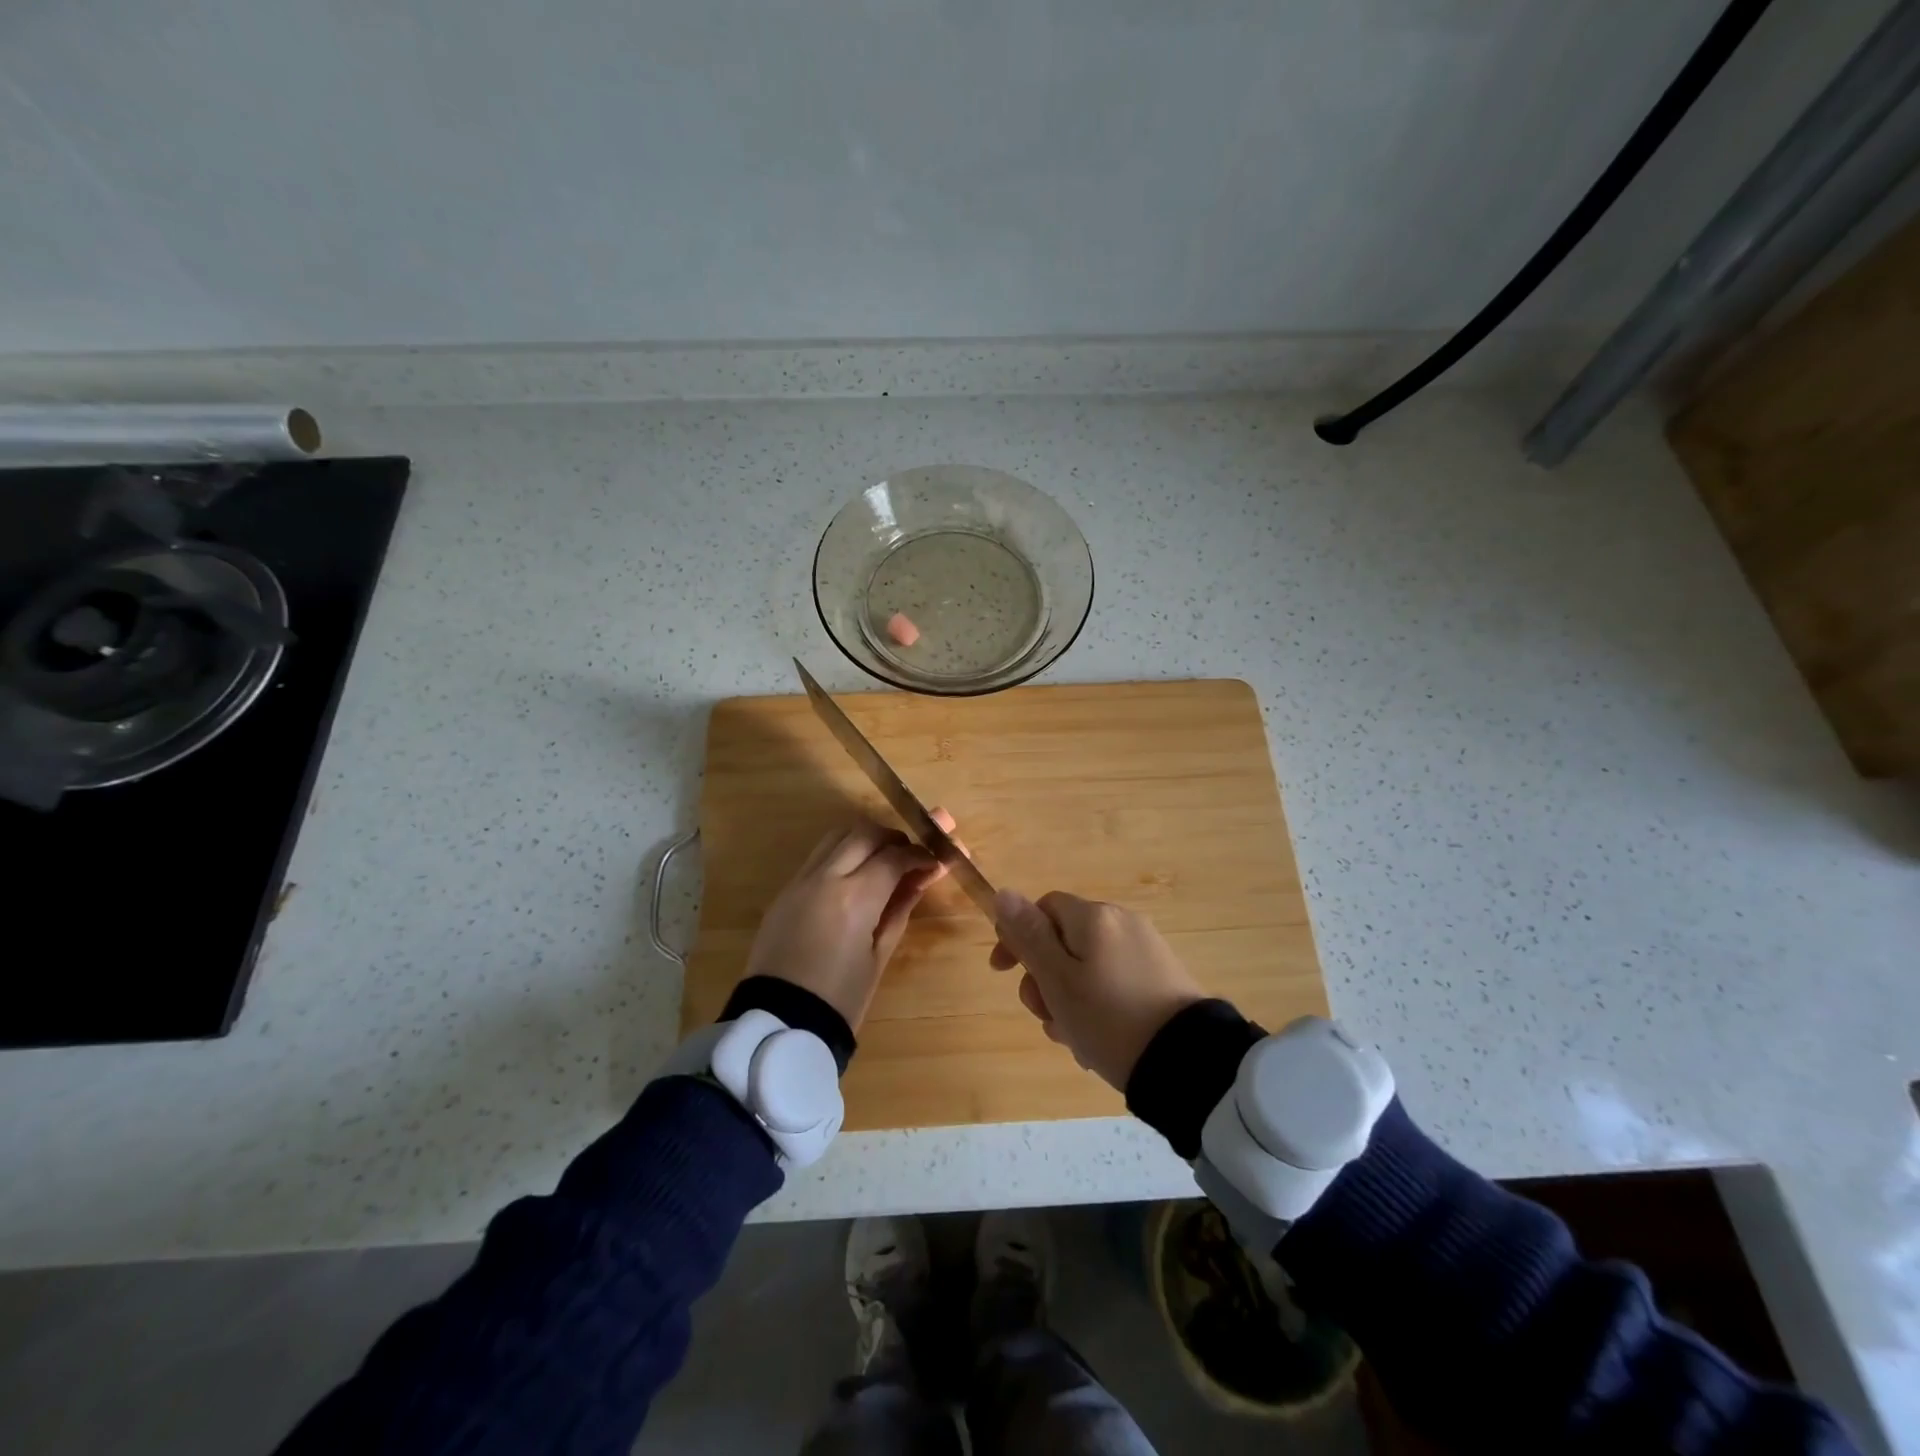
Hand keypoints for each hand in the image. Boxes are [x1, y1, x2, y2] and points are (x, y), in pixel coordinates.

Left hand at [744, 814, 948, 1029]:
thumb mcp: (879, 955)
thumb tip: (921, 878)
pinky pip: (818, 856)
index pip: (895, 856)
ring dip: (864, 839)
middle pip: (864, 833)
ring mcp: (800, 881)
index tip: (936, 861)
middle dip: (893, 838)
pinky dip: (842, 854)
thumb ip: (900, 908)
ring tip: (882, 861)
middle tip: (911, 855)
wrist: (780, 1022)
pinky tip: (854, 877)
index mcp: (855, 898)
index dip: (920, 854)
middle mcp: (826, 877)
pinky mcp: (784, 890)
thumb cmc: (840, 998)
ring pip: (837, 836)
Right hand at [989, 890, 1204, 1089]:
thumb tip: (1004, 893)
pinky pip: (1114, 984)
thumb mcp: (1058, 980)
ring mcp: (1146, 951)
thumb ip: (1029, 936)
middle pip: (1065, 941)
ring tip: (1070, 1039)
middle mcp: (1122, 923)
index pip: (1043, 908)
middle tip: (1044, 1016)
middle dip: (1044, 978)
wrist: (1186, 1062)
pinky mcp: (1162, 980)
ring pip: (1087, 968)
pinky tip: (1095, 1043)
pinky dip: (1097, 1007)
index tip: (1002, 972)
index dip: (1017, 935)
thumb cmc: (1109, 1018)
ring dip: (1068, 999)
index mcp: (1095, 917)